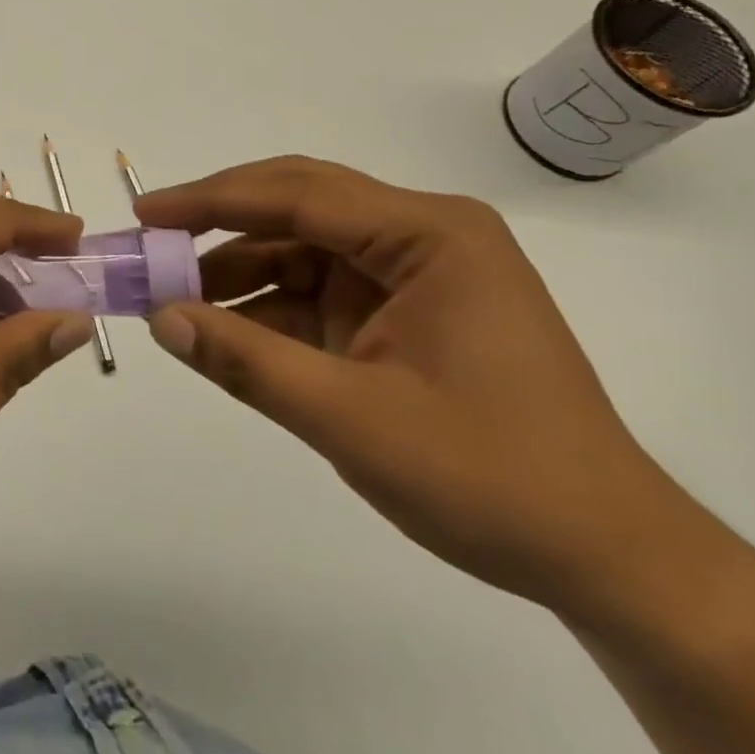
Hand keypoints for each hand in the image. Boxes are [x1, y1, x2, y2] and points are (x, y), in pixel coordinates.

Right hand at [135, 156, 683, 611]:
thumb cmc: (492, 479)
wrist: (607, 559)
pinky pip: (317, 289)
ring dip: (237, 269)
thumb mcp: (353, 421)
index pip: (298, 194)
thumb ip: (248, 362)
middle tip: (151, 241)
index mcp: (429, 234)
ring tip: (171, 294)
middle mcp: (422, 235)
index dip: (212, 201)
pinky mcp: (401, 311)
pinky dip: (266, 306)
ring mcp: (412, 273)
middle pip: (298, 205)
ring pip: (301, 247)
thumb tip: (161, 319)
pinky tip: (221, 327)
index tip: (146, 214)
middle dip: (219, 223)